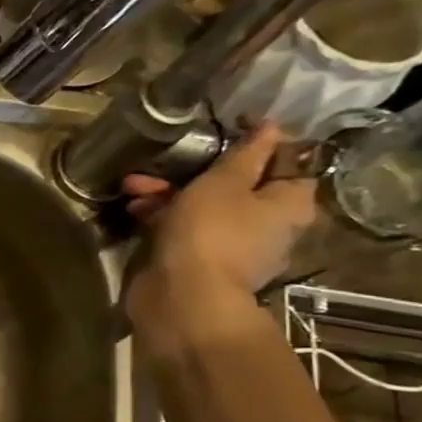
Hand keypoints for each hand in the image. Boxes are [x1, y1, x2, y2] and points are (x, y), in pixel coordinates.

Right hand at [122, 121, 317, 327]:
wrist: (183, 297)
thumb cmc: (210, 232)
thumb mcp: (225, 183)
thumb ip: (247, 154)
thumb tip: (271, 127)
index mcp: (290, 203)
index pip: (288, 160)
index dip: (262, 140)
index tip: (231, 124)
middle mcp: (270, 225)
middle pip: (240, 185)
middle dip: (199, 169)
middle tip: (169, 157)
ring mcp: (235, 246)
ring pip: (206, 207)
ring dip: (170, 192)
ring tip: (132, 185)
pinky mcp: (201, 261)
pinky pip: (186, 229)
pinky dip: (164, 216)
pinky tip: (135, 209)